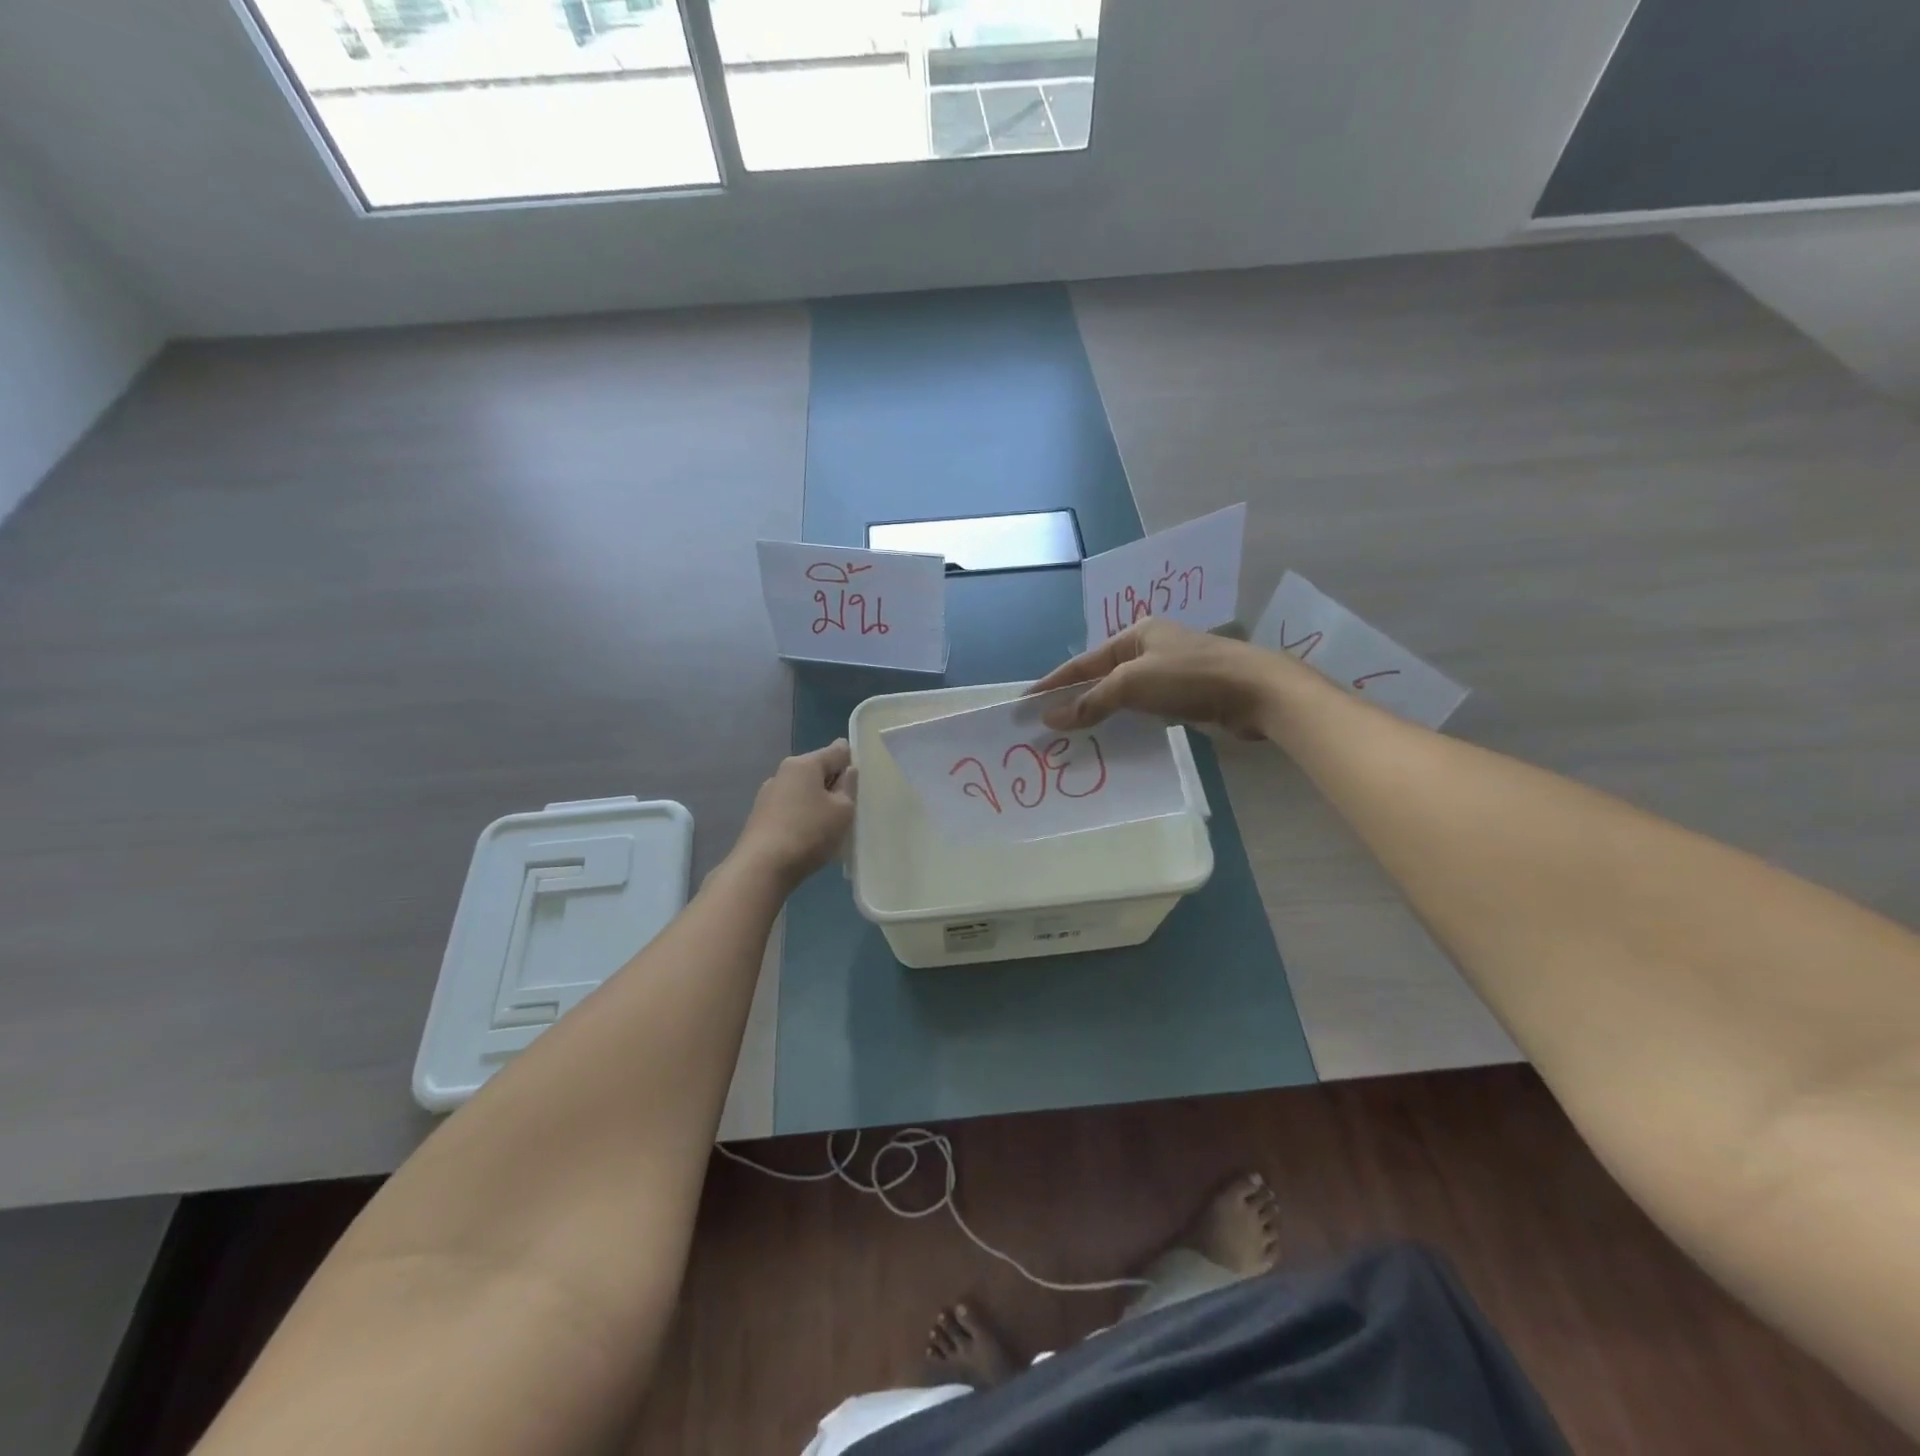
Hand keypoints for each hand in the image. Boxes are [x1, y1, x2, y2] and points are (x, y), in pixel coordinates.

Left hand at [730, 740, 856, 887]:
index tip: (861, 782)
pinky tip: (810, 836)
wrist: (762, 867)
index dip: (852, 762)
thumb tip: (847, 770)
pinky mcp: (761, 815)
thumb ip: (849, 786)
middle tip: (850, 808)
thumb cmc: (809, 833)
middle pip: (818, 770)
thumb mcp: (843, 811)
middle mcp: (783, 772)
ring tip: (830, 826)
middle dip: (834, 784)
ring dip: (818, 801)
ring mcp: (768, 794)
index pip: (837, 751)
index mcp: (804, 764)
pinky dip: (803, 815)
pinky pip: (791, 807)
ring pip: (803, 790)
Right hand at [1030, 620, 1288, 736]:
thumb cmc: (1189, 677)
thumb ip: (1091, 701)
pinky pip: (1143, 708)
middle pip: (1101, 676)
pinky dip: (1124, 721)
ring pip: (1122, 694)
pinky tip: (1112, 737)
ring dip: (1099, 713)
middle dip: (1074, 699)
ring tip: (1073, 735)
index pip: (1083, 661)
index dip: (1053, 683)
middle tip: (1047, 723)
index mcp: (1135, 634)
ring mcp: (1169, 671)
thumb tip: (1052, 717)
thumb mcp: (1132, 684)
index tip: (1026, 703)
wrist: (1257, 692)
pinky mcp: (1185, 695)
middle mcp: (1150, 648)